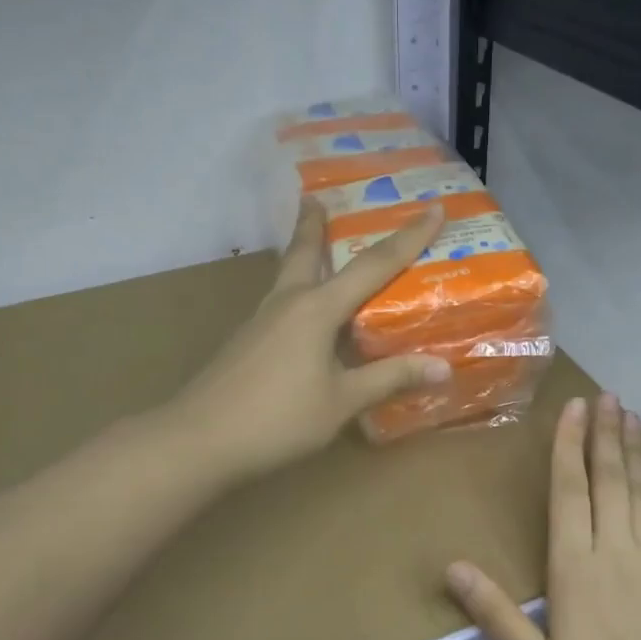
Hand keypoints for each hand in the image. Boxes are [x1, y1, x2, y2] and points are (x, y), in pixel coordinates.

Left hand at [171, 202, 449, 482]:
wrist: (198, 441)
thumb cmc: (278, 419)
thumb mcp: (342, 401)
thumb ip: (389, 379)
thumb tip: (443, 367)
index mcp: (317, 308)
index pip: (374, 265)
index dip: (409, 237)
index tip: (434, 208)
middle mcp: (288, 303)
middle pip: (305, 251)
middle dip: (313, 224)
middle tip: (316, 198)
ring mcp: (261, 321)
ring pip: (287, 275)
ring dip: (301, 253)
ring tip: (310, 241)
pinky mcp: (247, 341)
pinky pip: (280, 303)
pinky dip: (297, 291)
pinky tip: (301, 314)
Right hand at [445, 393, 640, 639]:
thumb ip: (495, 615)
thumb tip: (453, 567)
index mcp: (576, 569)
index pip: (570, 492)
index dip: (569, 447)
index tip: (574, 408)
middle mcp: (615, 551)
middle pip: (609, 479)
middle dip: (605, 434)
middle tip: (607, 395)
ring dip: (636, 450)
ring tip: (632, 415)